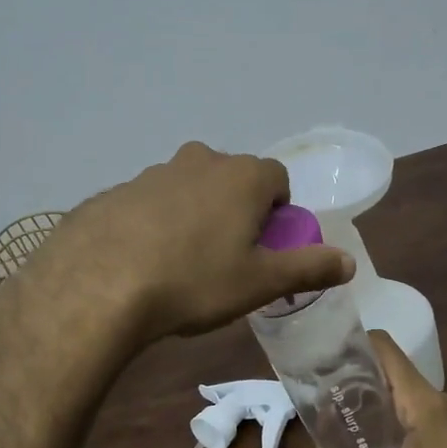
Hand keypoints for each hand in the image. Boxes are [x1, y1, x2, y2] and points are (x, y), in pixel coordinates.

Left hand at [10, 142, 354, 351]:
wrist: (98, 285)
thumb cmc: (194, 281)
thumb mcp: (259, 282)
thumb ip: (308, 268)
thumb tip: (349, 262)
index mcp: (242, 177)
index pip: (276, 178)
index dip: (277, 210)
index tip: (265, 245)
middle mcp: (199, 161)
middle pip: (231, 179)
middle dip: (236, 209)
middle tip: (226, 255)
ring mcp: (152, 173)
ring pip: (188, 188)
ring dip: (194, 214)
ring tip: (181, 263)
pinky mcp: (115, 192)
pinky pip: (149, 203)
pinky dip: (155, 223)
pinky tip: (142, 261)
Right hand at [291, 331, 446, 447]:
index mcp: (423, 403)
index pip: (384, 348)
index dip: (350, 343)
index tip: (317, 354)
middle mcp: (437, 400)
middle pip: (388, 368)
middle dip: (350, 374)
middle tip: (312, 389)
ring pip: (400, 392)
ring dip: (367, 397)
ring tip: (329, 412)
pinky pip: (411, 411)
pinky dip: (385, 415)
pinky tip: (363, 439)